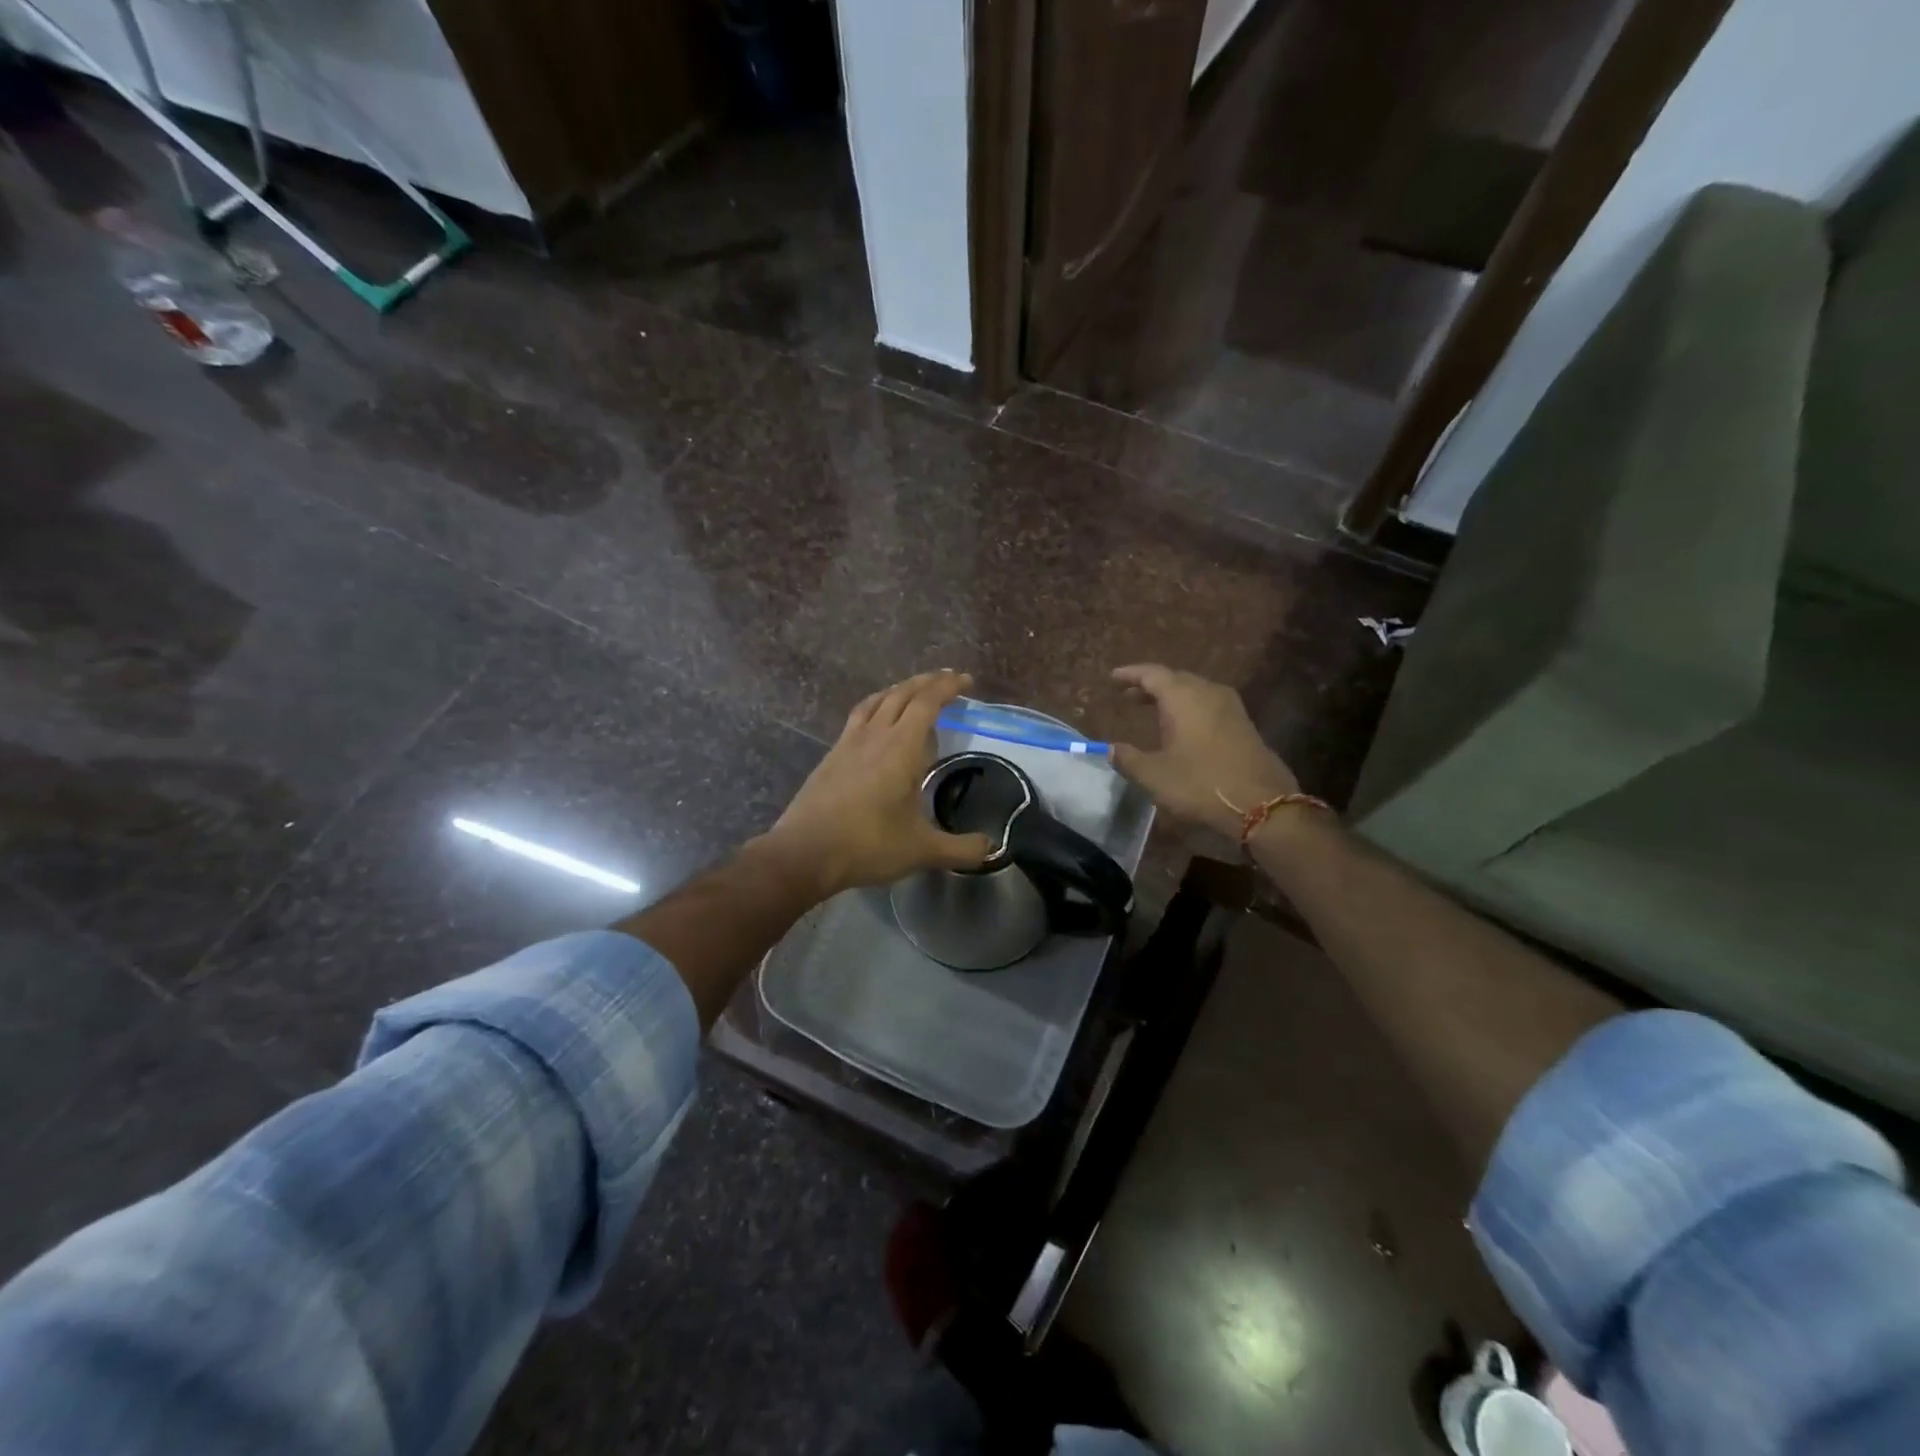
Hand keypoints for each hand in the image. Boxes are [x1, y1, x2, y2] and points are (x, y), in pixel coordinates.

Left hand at [762, 670, 992, 896]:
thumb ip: (961, 849)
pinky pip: (858, 716)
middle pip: (902, 693)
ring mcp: (848, 743)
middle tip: (947, 680)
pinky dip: (876, 706)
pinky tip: (876, 721)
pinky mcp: (831, 755)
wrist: (804, 852)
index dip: (948, 687)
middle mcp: (875, 735)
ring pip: (877, 701)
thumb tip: (992, 849)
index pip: (927, 703)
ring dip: (899, 690)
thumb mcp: (922, 851)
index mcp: (901, 748)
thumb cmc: (867, 845)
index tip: (966, 681)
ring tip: (914, 692)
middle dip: (927, 682)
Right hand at [1109, 664, 1298, 837]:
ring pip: (1195, 690)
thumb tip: (1111, 749)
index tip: (1113, 677)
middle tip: (1129, 696)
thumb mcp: (1154, 776)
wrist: (1261, 804)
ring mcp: (1230, 707)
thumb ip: (1128, 759)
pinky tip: (1183, 726)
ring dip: (1172, 696)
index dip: (1130, 674)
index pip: (1152, 674)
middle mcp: (1208, 693)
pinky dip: (1190, 707)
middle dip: (1150, 685)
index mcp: (1183, 697)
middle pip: (1175, 679)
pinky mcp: (1244, 724)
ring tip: (1153, 709)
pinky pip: (1209, 704)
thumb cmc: (1200, 784)